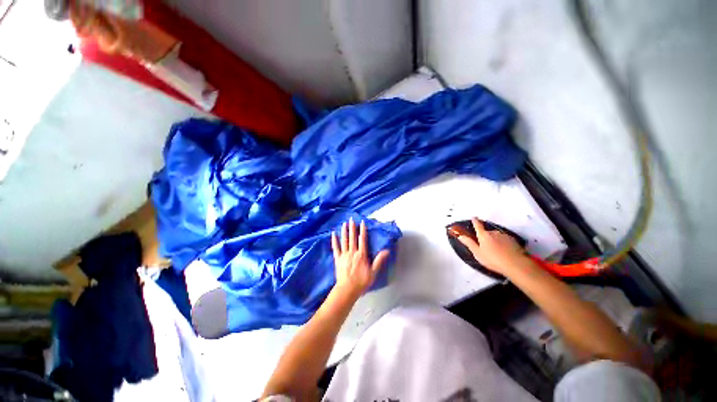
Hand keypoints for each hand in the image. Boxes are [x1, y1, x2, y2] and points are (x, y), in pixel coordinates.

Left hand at [331, 218, 390, 298]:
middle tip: (351, 219)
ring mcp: (344, 255)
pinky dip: (334, 241)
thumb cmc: (361, 282)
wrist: (347, 289)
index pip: (362, 240)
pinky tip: (333, 234)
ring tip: (344, 223)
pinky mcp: (337, 259)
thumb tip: (386, 250)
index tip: (362, 222)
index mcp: (361, 255)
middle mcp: (352, 252)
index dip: (362, 230)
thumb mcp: (373, 272)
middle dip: (352, 228)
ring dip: (344, 231)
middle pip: (352, 238)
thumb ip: (379, 260)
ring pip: (344, 240)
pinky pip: (335, 248)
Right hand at [457, 218, 528, 274]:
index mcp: (483, 235)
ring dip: (495, 241)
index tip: (473, 217)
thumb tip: (460, 236)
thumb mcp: (478, 253)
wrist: (515, 264)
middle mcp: (493, 232)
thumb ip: (469, 243)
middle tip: (486, 247)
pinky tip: (504, 252)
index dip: (475, 221)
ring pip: (496, 236)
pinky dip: (503, 244)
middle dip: (486, 237)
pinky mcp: (513, 240)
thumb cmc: (493, 259)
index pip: (477, 225)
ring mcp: (504, 236)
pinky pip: (505, 240)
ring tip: (496, 251)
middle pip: (487, 233)